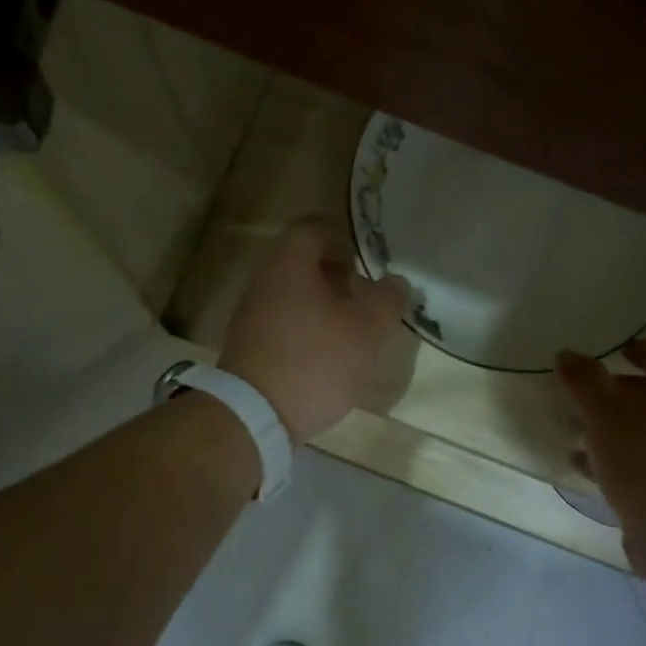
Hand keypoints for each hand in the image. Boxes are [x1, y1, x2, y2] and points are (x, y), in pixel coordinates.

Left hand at [220, 217, 412, 441]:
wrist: (255, 416)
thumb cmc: (315, 362)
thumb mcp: (365, 331)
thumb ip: (386, 301)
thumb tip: (396, 282)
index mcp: (288, 268)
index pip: (310, 229)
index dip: (338, 233)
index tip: (363, 252)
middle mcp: (263, 285)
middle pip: (299, 263)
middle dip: (334, 272)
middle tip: (363, 290)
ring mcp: (251, 319)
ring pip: (290, 296)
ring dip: (321, 303)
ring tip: (351, 325)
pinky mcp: (249, 350)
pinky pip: (282, 324)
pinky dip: (306, 327)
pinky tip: (327, 353)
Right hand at [556, 340, 645, 544]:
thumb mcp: (605, 415)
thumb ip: (584, 382)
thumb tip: (566, 354)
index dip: (643, 350)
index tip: (618, 351)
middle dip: (617, 394)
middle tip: (583, 396)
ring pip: (645, 432)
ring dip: (610, 429)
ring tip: (572, 431)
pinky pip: (643, 463)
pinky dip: (614, 458)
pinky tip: (583, 465)